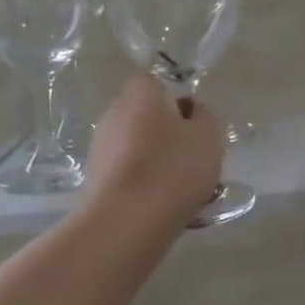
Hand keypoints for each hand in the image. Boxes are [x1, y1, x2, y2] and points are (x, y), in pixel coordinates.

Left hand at [84, 74, 225, 226]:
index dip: (180, 100)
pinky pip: (128, 170)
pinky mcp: (95, 177)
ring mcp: (100, 146)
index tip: (197, 125)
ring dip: (157, 158)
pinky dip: (144, 181)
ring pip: (138, 144)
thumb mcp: (209, 136)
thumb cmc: (174, 167)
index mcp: (141, 92)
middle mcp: (114, 111)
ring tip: (182, 186)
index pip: (159, 82)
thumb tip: (194, 111)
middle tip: (194, 156)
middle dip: (170, 132)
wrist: (127, 221)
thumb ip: (205, 116)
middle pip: (148, 115)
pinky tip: (162, 203)